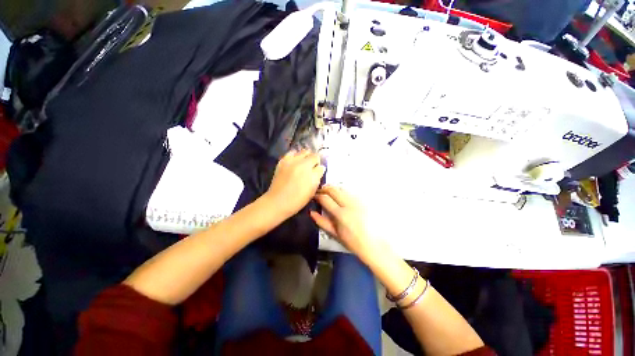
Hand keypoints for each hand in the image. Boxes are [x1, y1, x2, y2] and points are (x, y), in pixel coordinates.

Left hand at [264, 150, 325, 217]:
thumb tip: (320, 168)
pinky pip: (292, 152)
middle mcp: (303, 165)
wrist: (278, 201)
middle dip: (314, 160)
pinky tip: (294, 162)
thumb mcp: (312, 191)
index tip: (317, 173)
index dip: (320, 169)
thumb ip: (317, 178)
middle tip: (311, 167)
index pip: (321, 166)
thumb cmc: (297, 200)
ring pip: (304, 151)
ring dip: (305, 156)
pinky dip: (295, 155)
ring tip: (302, 163)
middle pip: (313, 155)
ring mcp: (292, 161)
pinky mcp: (283, 161)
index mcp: (311, 174)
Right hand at [310, 186, 379, 261]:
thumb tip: (311, 212)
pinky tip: (342, 194)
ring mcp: (358, 201)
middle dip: (324, 188)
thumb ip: (322, 222)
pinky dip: (344, 191)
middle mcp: (349, 204)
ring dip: (334, 188)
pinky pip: (351, 191)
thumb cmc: (353, 242)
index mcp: (340, 214)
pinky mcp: (365, 200)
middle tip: (320, 191)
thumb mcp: (335, 234)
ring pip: (342, 188)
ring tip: (329, 191)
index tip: (315, 196)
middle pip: (333, 190)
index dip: (317, 196)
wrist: (374, 244)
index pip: (325, 199)